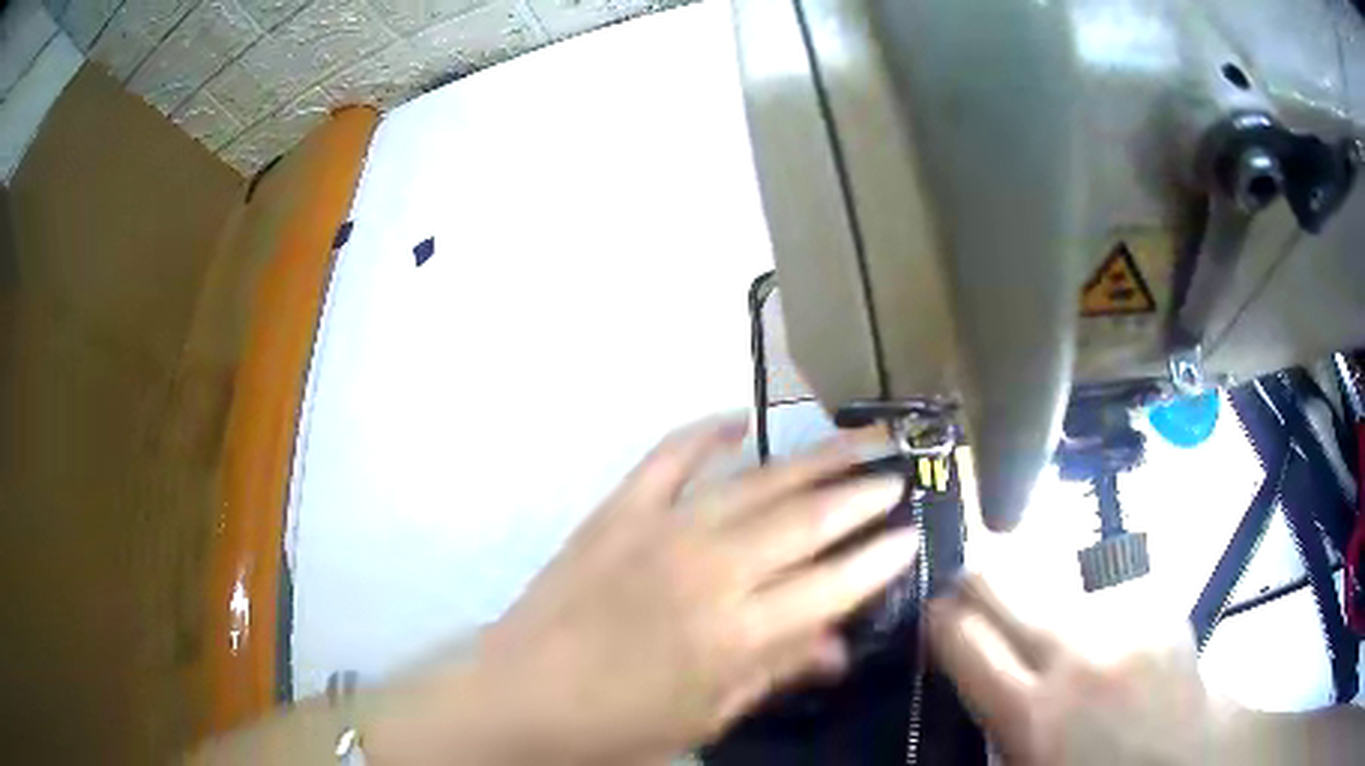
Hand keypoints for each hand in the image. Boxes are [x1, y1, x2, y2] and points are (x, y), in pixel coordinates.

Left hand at [461, 415, 915, 763]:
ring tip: (857, 437)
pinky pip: (670, 457)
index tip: (912, 534)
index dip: (880, 558)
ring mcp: (661, 531)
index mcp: (737, 634)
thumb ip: (775, 673)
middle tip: (899, 473)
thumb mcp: (706, 719)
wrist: (517, 698)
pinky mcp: (618, 512)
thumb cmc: (616, 726)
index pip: (834, 585)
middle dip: (862, 495)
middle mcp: (711, 570)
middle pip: (807, 520)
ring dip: (814, 458)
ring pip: (756, 482)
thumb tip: (839, 646)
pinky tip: (740, 421)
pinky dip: (706, 433)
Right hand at [927, 576, 1240, 765]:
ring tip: (1044, 625)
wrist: (1189, 756)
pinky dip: (1088, 609)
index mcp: (1034, 713)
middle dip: (974, 576)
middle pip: (1003, 580)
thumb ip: (994, 727)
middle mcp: (1077, 653)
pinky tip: (1100, 639)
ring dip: (1036, 596)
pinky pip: (1102, 592)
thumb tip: (967, 677)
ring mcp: (1123, 619)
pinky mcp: (1156, 603)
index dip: (938, 617)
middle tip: (966, 585)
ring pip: (1053, 579)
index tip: (933, 613)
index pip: (962, 638)